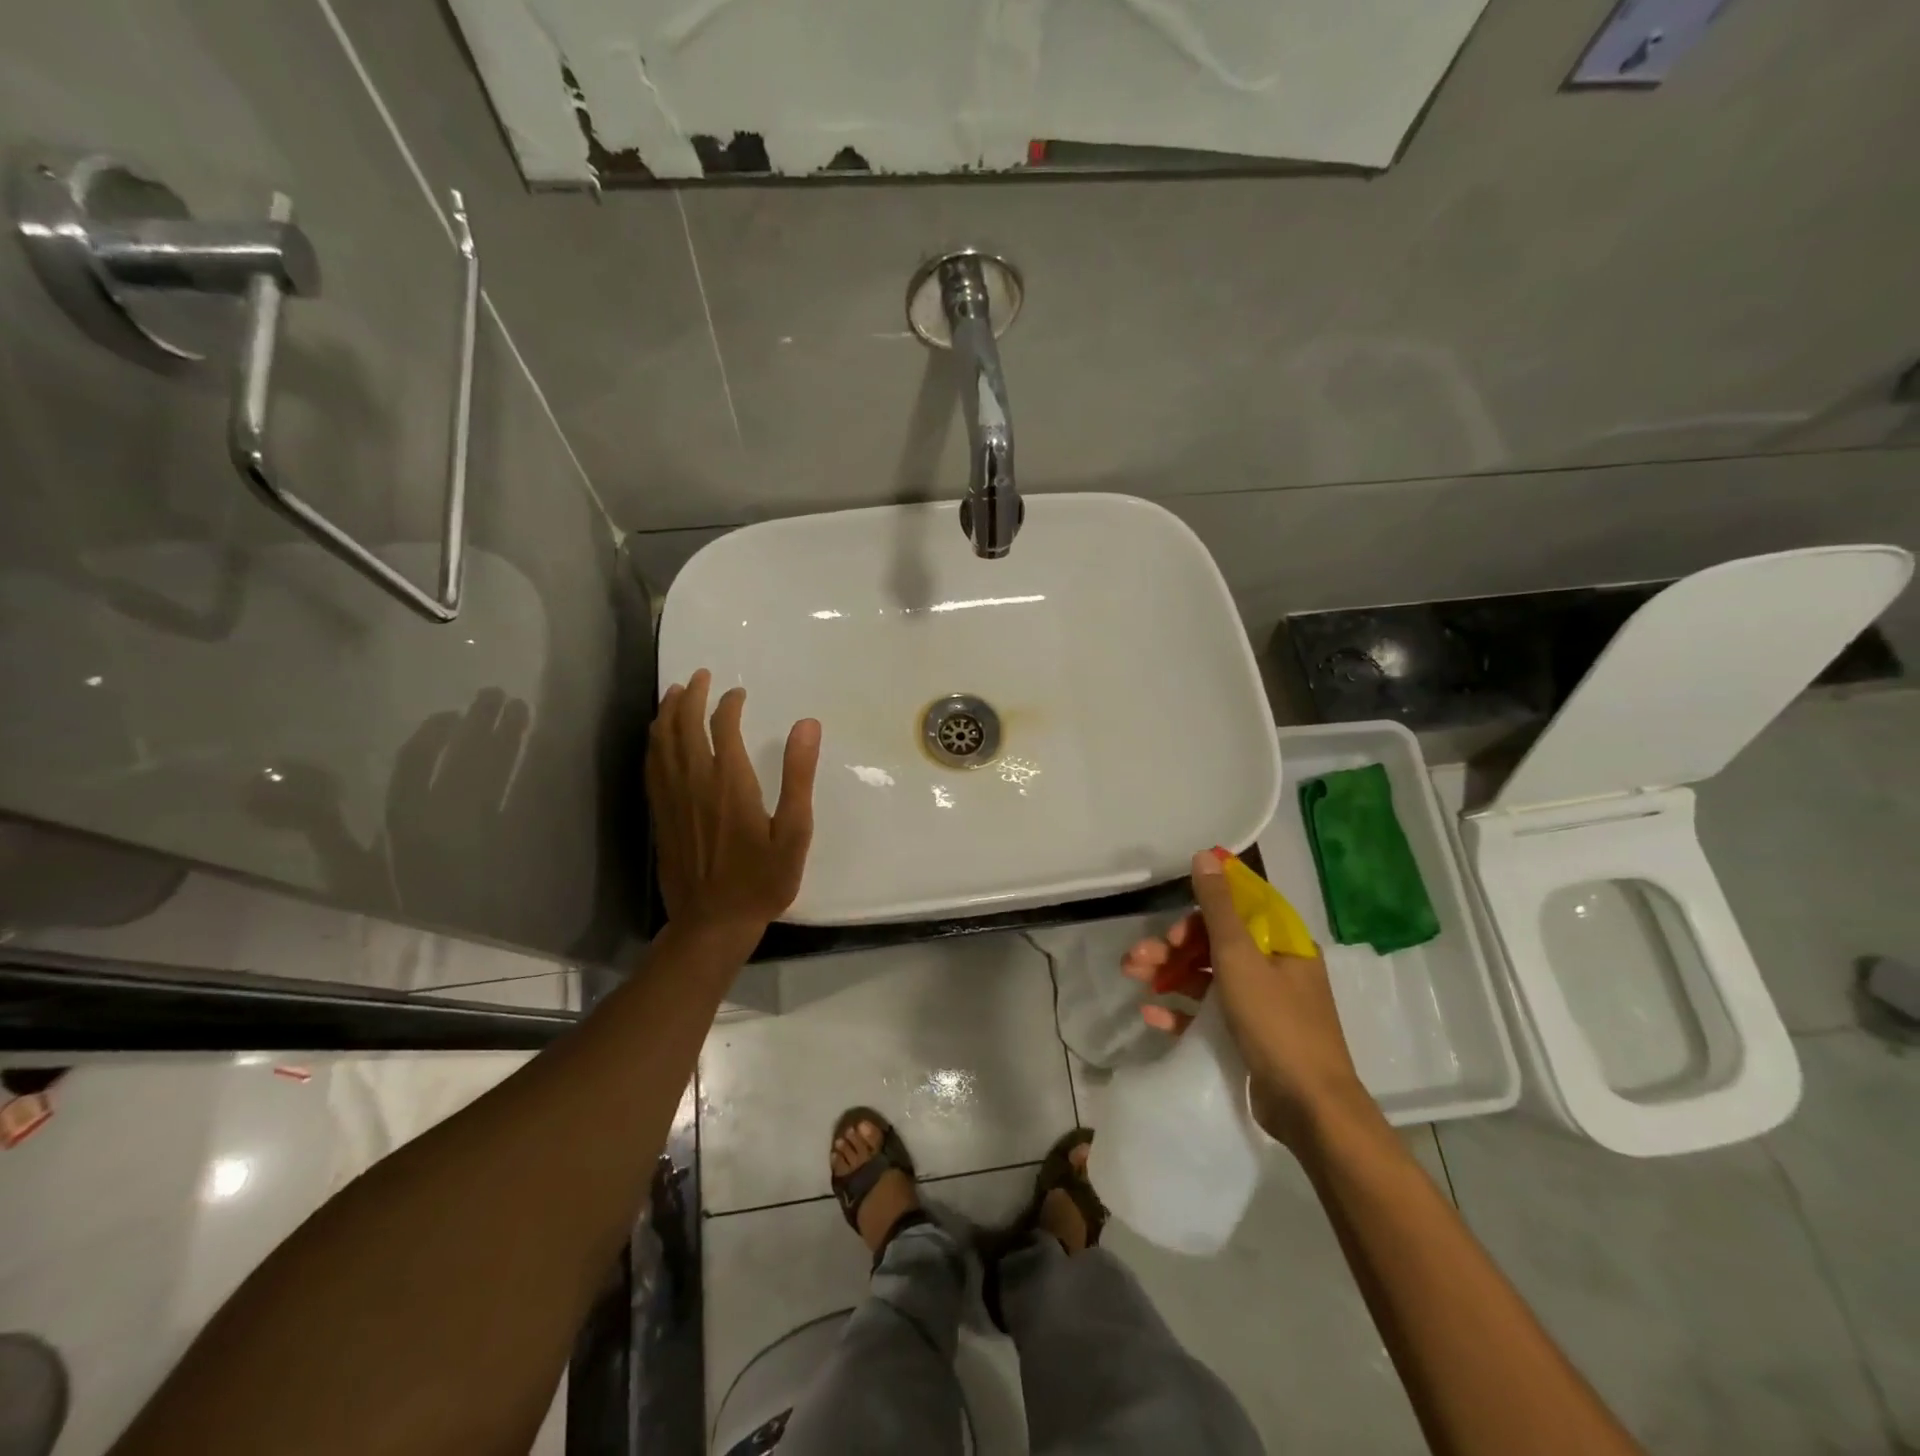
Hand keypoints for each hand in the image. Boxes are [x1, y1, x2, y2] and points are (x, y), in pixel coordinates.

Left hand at [647, 669, 820, 949]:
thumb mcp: (794, 831)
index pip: (723, 726)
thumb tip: (807, 724)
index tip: (738, 693)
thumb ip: (799, 775)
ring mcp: (672, 798)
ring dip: (667, 712)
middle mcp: (695, 782)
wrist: (713, 922)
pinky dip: (653, 742)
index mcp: (730, 782)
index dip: (729, 704)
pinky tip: (657, 736)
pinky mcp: (660, 815)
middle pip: (685, 725)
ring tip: (675, 692)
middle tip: (700, 676)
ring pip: (661, 742)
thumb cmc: (762, 879)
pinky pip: (651, 766)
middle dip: (691, 696)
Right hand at [1122, 850, 1370, 1146]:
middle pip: (1216, 943)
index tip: (1172, 924)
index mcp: (1282, 943)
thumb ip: (1218, 908)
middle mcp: (1274, 968)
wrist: (1309, 1108)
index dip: (1201, 910)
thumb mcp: (1240, 958)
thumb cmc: (1276, 1023)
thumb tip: (1206, 855)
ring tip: (1133, 978)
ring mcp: (1262, 1003)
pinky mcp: (1248, 1036)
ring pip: (1207, 976)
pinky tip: (1151, 1013)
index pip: (1238, 908)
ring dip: (1169, 973)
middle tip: (1138, 957)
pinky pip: (1209, 1012)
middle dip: (1173, 946)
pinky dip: (1181, 1009)